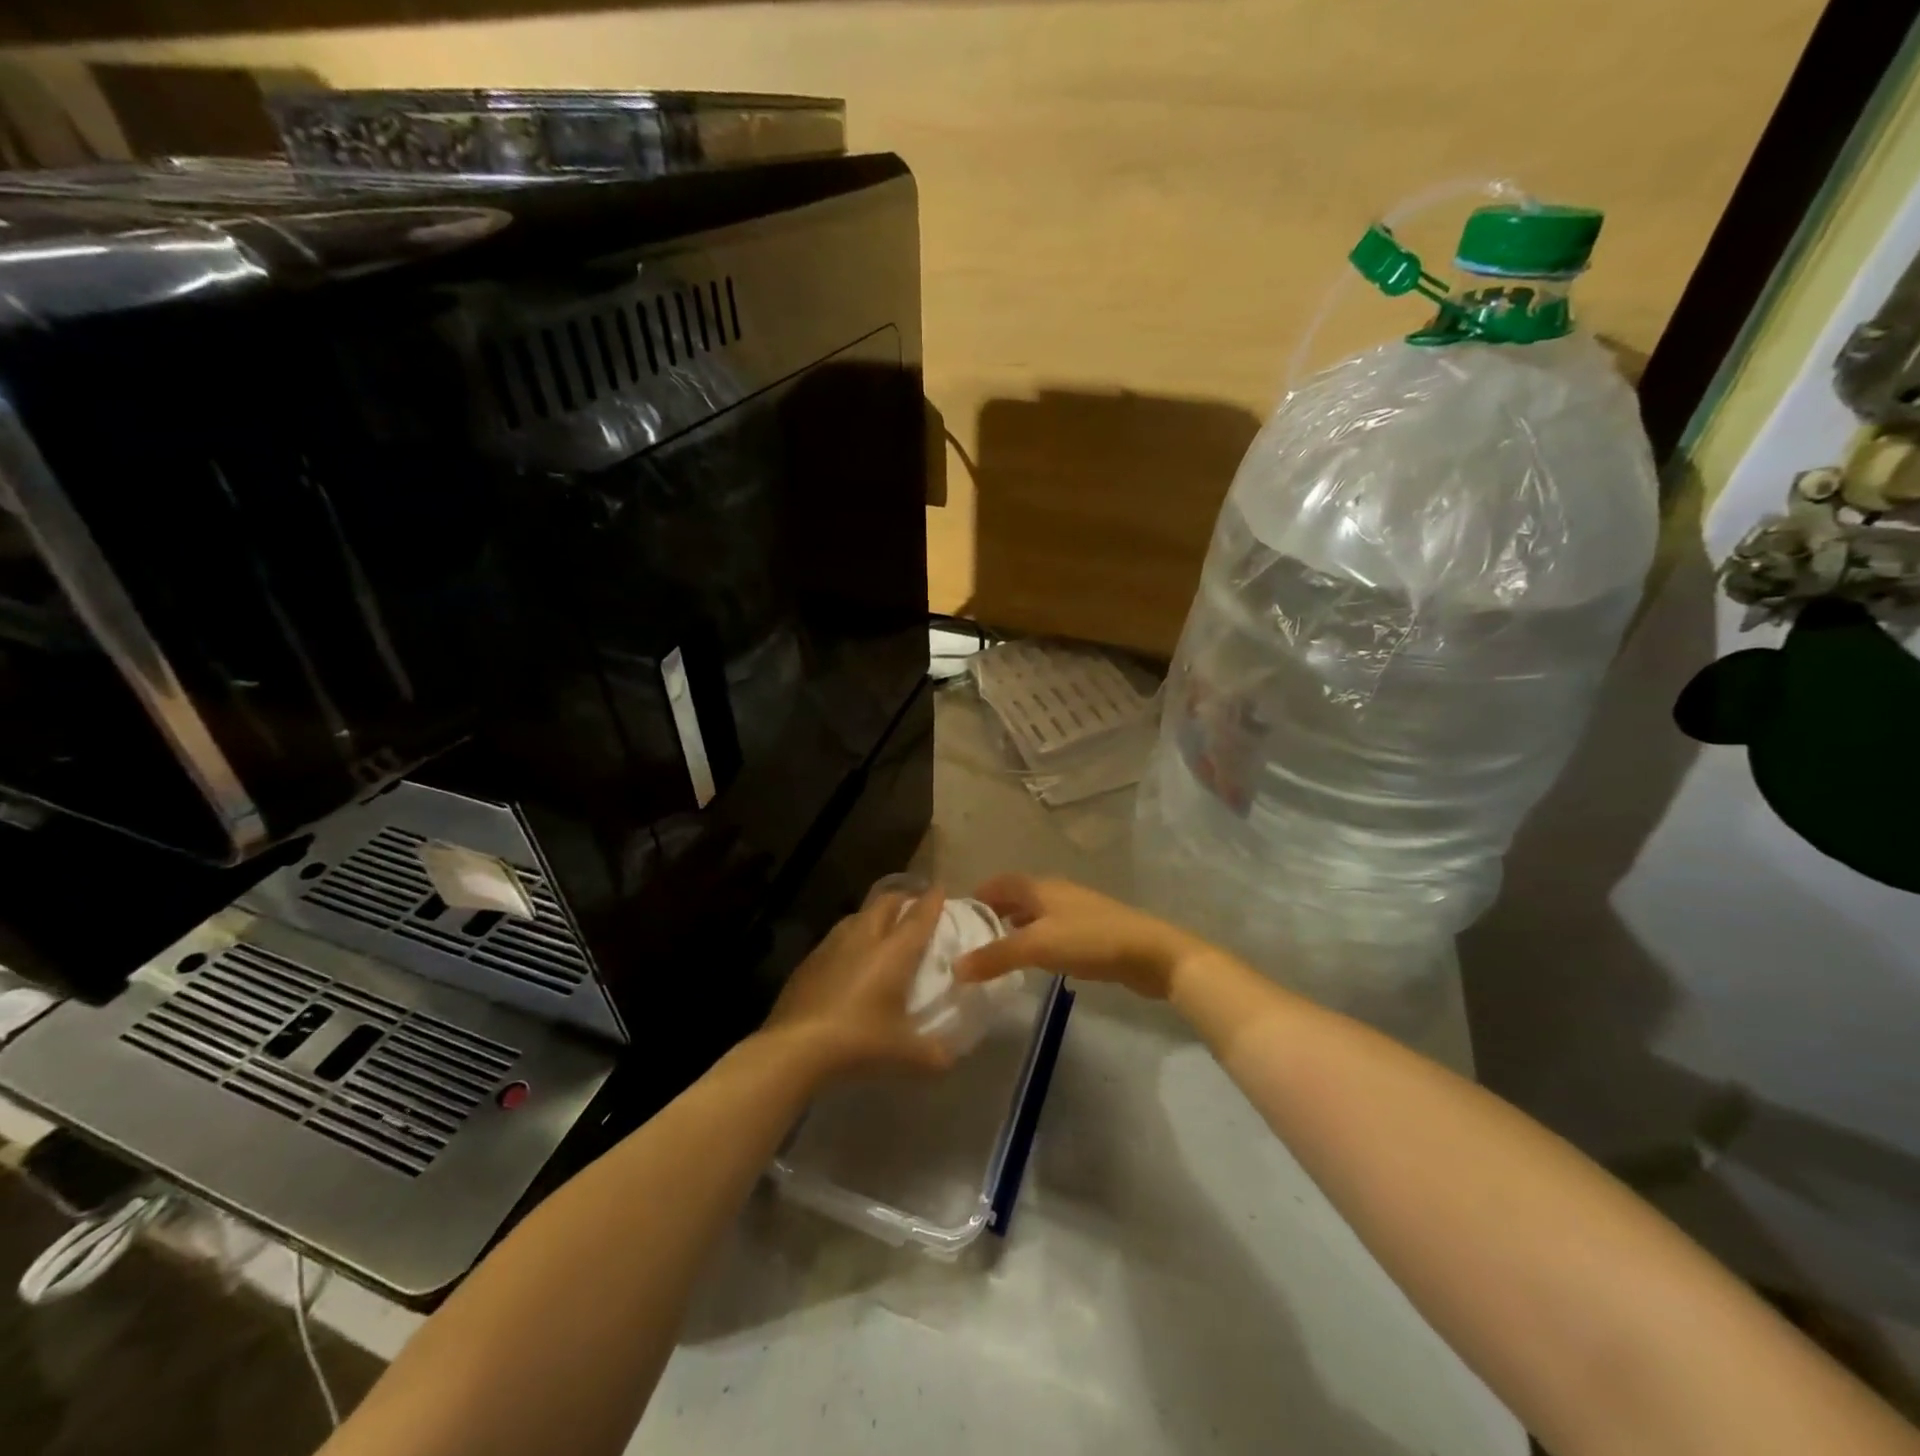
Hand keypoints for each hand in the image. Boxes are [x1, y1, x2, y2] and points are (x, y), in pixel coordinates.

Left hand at [761, 889, 955, 1079]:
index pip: (918, 917)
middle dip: (902, 899)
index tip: (940, 889)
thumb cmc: (858, 1041)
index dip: (932, 901)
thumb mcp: (904, 1055)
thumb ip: (934, 1054)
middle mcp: (864, 939)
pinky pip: (835, 938)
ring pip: (857, 916)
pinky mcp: (808, 962)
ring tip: (881, 928)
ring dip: (872, 916)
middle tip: (912, 907)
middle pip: (885, 904)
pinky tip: (847, 959)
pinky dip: (849, 940)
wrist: (794, 1048)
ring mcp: (831, 946)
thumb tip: (950, 1058)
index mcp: (893, 952)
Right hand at [953, 875, 1209, 999]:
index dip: (979, 895)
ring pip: (1036, 914)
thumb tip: (955, 968)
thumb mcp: (1037, 947)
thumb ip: (996, 956)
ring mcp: (1076, 911)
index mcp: (1040, 887)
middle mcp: (1056, 892)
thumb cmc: (1090, 940)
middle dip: (995, 912)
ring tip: (997, 951)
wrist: (1150, 953)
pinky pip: (1053, 930)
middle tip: (972, 938)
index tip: (957, 916)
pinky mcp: (1092, 932)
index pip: (1001, 882)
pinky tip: (1035, 961)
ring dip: (1016, 927)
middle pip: (1018, 896)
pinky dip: (1036, 940)